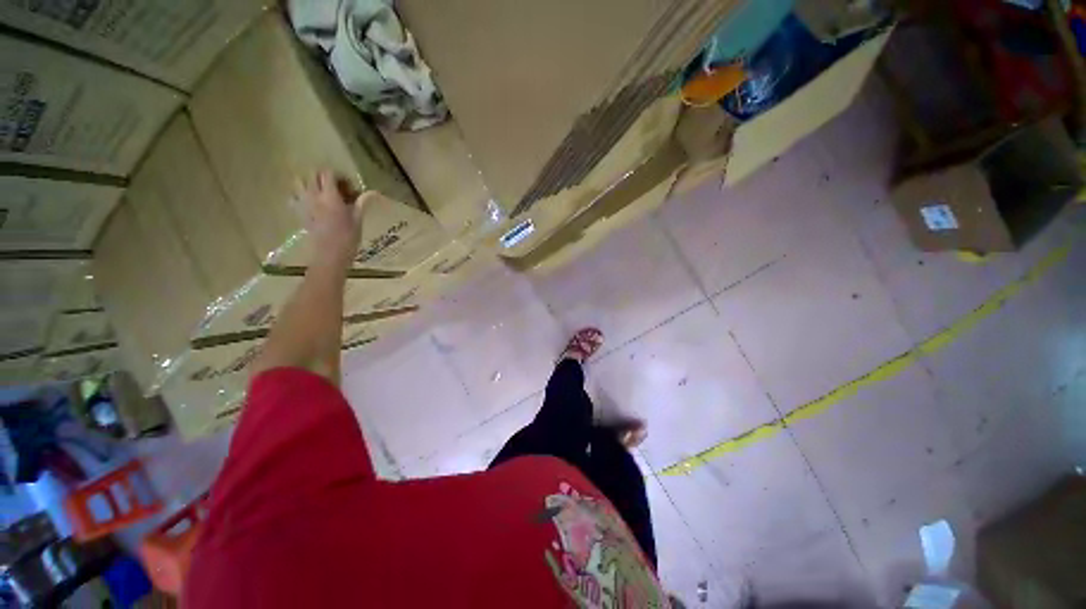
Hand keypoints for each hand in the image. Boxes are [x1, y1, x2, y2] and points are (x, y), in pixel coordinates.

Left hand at [295, 170, 372, 268]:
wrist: (330, 254)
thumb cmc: (348, 238)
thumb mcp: (358, 219)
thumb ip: (362, 202)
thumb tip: (374, 192)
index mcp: (330, 197)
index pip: (328, 174)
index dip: (338, 175)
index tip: (348, 185)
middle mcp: (314, 196)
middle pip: (313, 174)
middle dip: (324, 177)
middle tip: (337, 187)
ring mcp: (303, 204)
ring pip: (299, 182)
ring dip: (309, 182)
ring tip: (321, 192)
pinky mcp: (299, 212)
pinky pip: (294, 196)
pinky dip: (301, 195)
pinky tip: (311, 202)